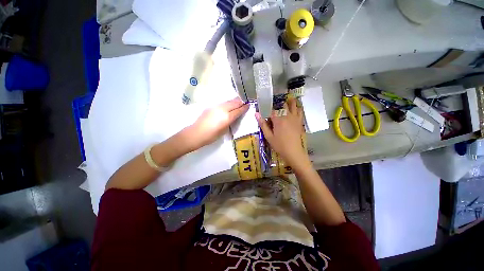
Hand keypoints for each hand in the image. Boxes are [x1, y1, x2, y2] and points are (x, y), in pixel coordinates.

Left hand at [184, 97, 248, 150]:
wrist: (196, 133)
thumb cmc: (211, 136)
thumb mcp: (224, 130)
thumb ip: (230, 122)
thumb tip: (234, 116)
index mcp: (227, 117)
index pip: (238, 110)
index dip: (244, 107)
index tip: (249, 105)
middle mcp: (222, 109)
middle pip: (234, 102)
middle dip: (241, 102)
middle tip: (245, 102)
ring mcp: (216, 106)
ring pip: (228, 101)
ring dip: (234, 101)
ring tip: (238, 102)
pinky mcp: (211, 106)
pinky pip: (222, 103)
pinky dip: (228, 104)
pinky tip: (228, 106)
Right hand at [256, 98, 308, 168]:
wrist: (293, 152)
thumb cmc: (279, 145)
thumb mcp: (268, 136)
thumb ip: (263, 124)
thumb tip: (256, 114)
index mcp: (278, 120)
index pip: (272, 111)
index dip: (268, 110)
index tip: (266, 111)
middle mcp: (287, 116)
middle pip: (282, 105)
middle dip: (278, 104)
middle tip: (276, 104)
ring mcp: (295, 118)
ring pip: (293, 105)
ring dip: (290, 101)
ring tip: (287, 98)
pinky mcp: (299, 121)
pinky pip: (300, 111)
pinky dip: (298, 107)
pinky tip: (296, 106)